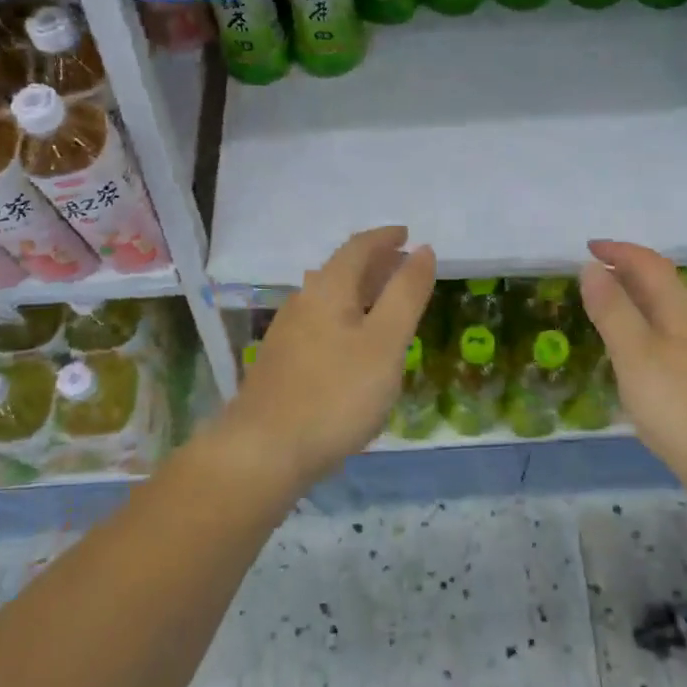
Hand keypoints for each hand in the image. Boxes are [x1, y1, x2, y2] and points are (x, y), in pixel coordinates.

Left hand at [222, 226, 435, 491]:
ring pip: (329, 299)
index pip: (358, 248)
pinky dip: (346, 318)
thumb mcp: (385, 343)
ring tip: (385, 302)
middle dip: (374, 263)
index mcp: (328, 289)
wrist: (263, 452)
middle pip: (340, 271)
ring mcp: (287, 334)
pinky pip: (321, 324)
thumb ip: (406, 295)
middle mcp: (303, 302)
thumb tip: (423, 250)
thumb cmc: (335, 394)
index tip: (408, 234)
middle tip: (403, 266)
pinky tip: (354, 344)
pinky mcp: (281, 364)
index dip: (385, 238)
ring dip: (360, 292)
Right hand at [579, 240, 686, 481]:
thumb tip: (591, 267)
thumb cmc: (682, 406)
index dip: (618, 251)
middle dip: (625, 271)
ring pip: (665, 309)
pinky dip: (643, 326)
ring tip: (604, 307)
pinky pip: (668, 333)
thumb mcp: (635, 355)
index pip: (649, 263)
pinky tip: (633, 351)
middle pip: (660, 282)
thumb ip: (612, 310)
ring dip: (634, 299)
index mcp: (681, 307)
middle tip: (589, 275)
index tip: (587, 247)